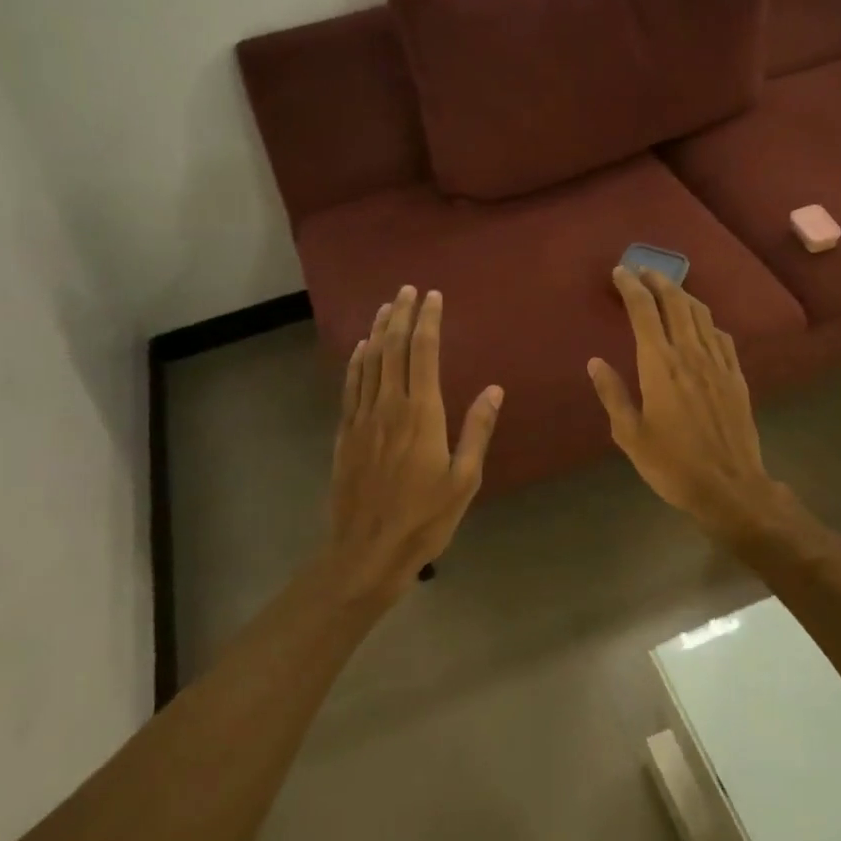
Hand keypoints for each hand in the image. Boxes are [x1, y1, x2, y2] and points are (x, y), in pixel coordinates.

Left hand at [329, 285, 502, 597]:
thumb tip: (493, 390)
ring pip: (370, 362)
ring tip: (386, 306)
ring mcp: (363, 418)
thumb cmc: (425, 518)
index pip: (424, 353)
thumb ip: (477, 431)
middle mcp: (390, 405)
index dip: (428, 321)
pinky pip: (351, 387)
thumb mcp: (464, 479)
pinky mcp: (346, 433)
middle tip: (407, 289)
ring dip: (379, 330)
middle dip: (402, 315)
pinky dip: (357, 362)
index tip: (433, 296)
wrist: (367, 550)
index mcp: (422, 413)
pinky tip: (361, 348)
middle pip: (394, 348)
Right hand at [588, 268, 779, 536]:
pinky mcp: (736, 376)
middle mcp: (690, 354)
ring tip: (668, 289)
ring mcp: (718, 363)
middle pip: (676, 303)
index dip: (631, 287)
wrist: (730, 487)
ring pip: (701, 314)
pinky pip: (720, 336)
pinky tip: (701, 326)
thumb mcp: (630, 435)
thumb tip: (595, 362)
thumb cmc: (672, 464)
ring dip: (682, 295)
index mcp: (659, 365)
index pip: (644, 312)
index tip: (620, 272)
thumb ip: (612, 394)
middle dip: (658, 281)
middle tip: (643, 271)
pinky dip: (705, 321)